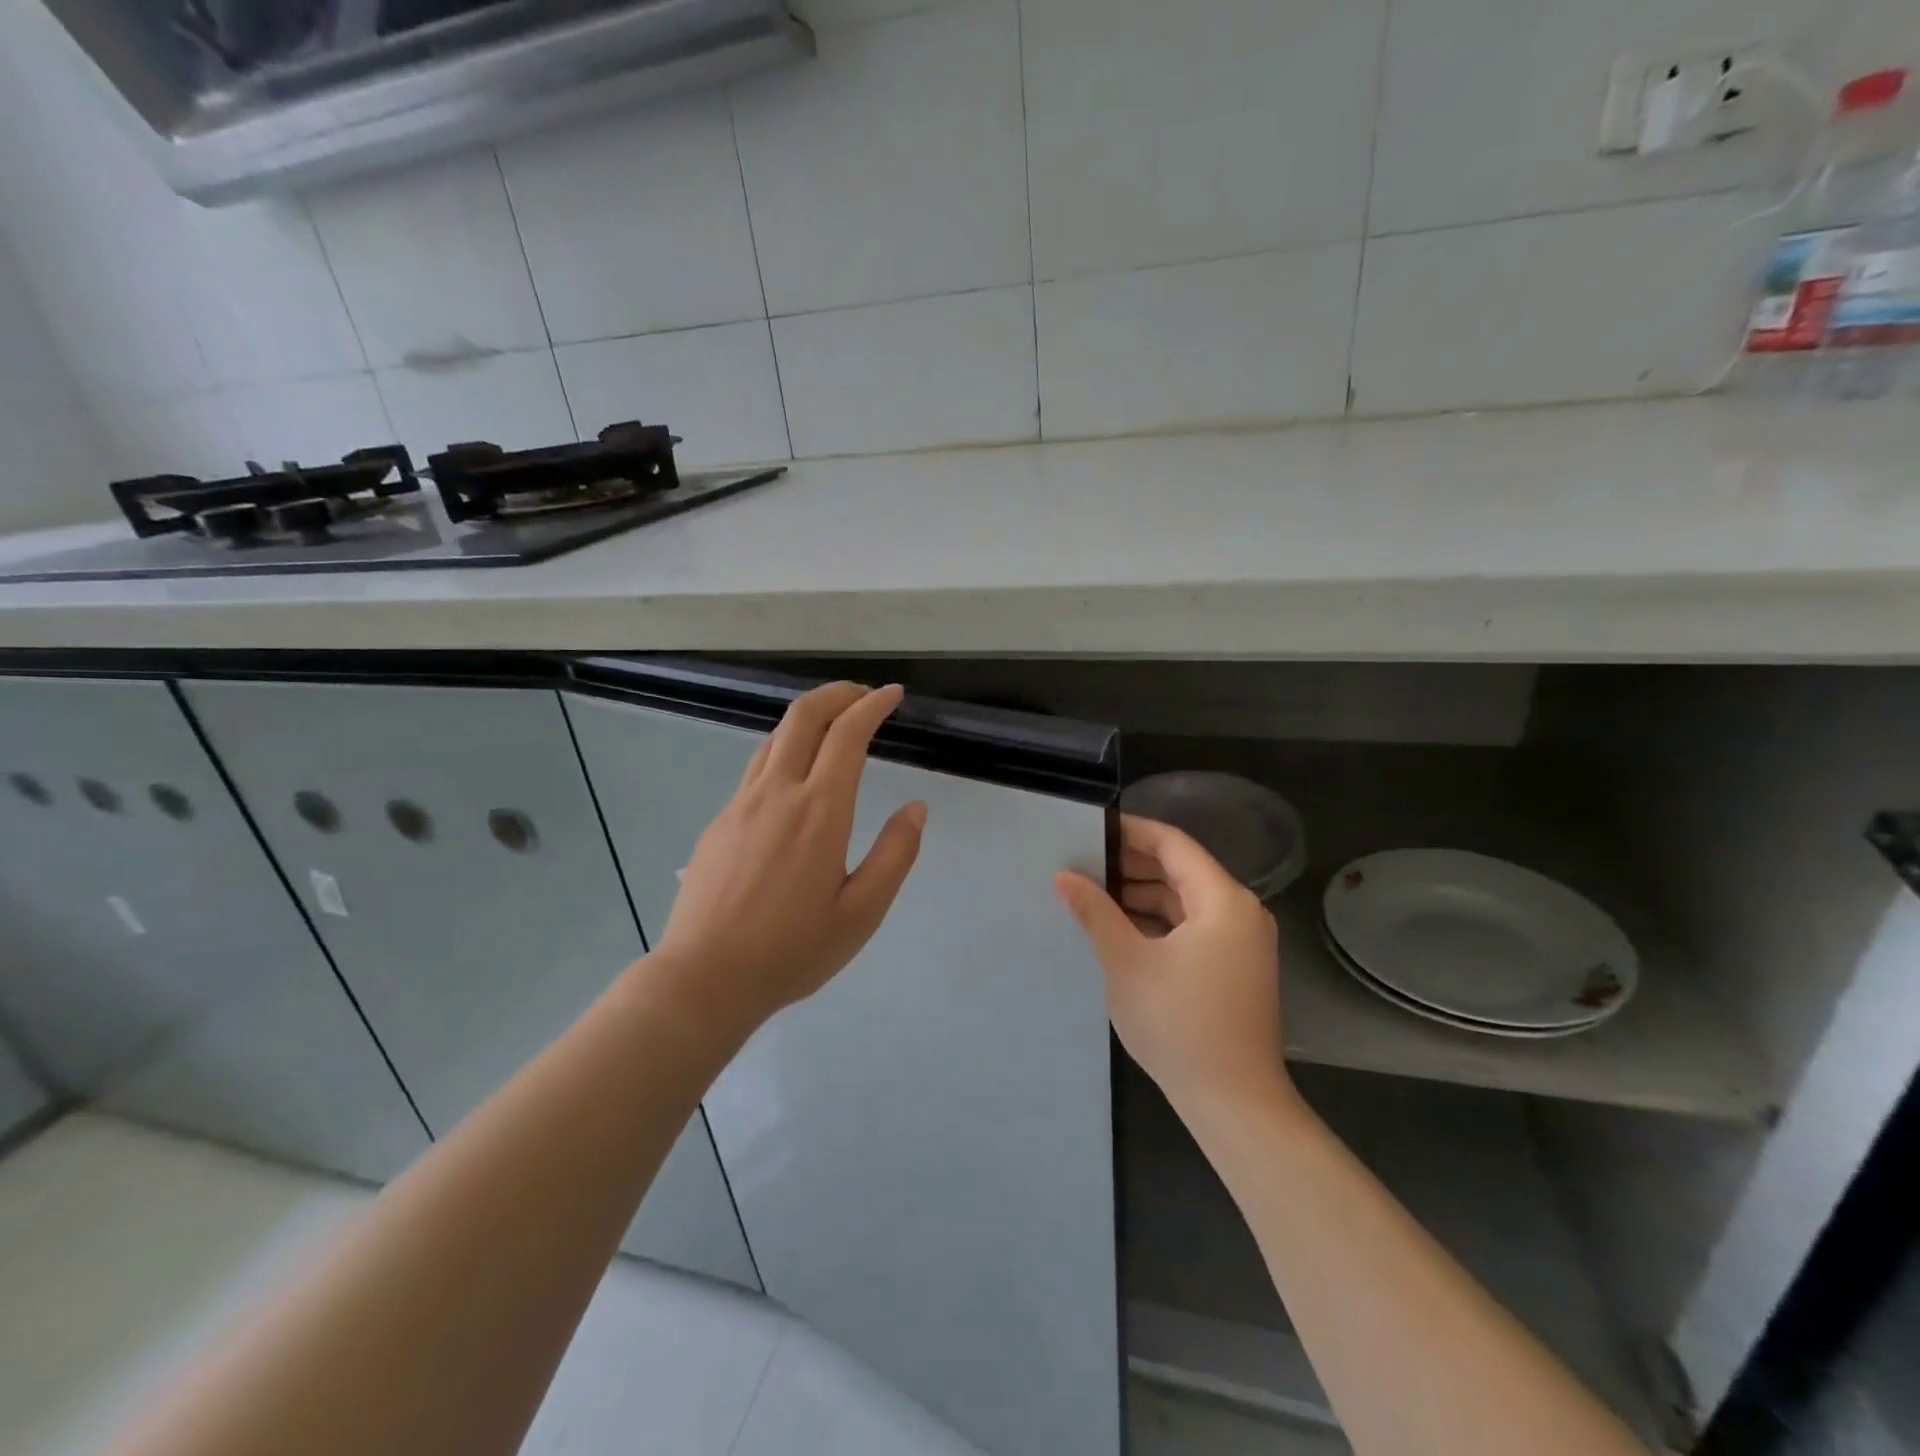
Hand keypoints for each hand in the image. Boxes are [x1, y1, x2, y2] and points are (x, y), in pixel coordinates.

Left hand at [650, 682, 926, 1036]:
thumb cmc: (791, 951)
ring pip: (775, 736)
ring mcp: (741, 803)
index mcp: (819, 811)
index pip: (848, 734)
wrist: (704, 979)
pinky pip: (757, 766)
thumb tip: (914, 808)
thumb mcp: (862, 913)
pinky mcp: (719, 821)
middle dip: (838, 693)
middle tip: (864, 696)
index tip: (892, 695)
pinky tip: (795, 776)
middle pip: (803, 715)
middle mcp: (778, 793)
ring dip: (809, 718)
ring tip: (834, 726)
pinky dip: (785, 748)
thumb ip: (894, 855)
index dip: (872, 705)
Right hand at [1055, 815, 1290, 1118]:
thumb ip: (1095, 912)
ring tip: (1094, 894)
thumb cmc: (1179, 1025)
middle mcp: (1241, 911)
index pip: (1173, 844)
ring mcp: (1243, 942)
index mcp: (1223, 900)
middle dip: (1132, 865)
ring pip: (1186, 900)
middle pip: (1181, 870)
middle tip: (1083, 863)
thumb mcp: (1126, 962)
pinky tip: (1122, 929)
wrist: (1234, 1104)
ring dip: (1143, 895)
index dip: (1131, 832)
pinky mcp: (1236, 967)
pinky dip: (1159, 921)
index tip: (1091, 829)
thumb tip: (1064, 876)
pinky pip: (1194, 926)